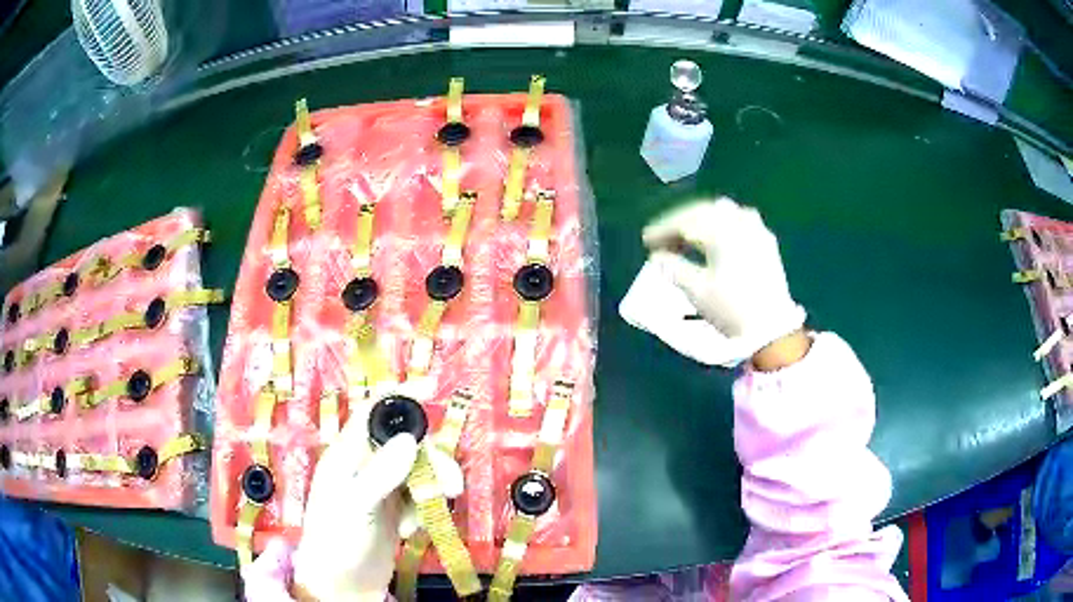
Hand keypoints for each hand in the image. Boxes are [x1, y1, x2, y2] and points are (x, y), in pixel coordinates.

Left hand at [293, 406, 462, 601]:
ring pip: (418, 470)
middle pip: (407, 444)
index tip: (431, 388)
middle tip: (450, 486)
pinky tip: (411, 531)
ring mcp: (382, 488)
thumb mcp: (355, 506)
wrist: (341, 585)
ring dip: (431, 488)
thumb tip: (411, 440)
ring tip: (429, 513)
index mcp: (348, 454)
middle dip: (432, 461)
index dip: (399, 396)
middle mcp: (366, 465)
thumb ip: (380, 473)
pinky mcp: (395, 510)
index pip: (372, 412)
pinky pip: (419, 496)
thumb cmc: (337, 540)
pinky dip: (422, 510)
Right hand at [642, 198, 806, 360]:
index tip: (646, 241)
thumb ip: (673, 268)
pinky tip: (714, 239)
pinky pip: (738, 221)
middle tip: (662, 240)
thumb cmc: (731, 309)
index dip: (662, 229)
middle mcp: (739, 221)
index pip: (685, 221)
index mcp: (721, 230)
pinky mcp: (766, 241)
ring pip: (721, 213)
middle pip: (703, 212)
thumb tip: (657, 256)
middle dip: (680, 223)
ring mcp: (756, 229)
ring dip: (700, 221)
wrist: (772, 328)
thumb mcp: (697, 291)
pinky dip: (720, 225)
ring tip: (686, 238)